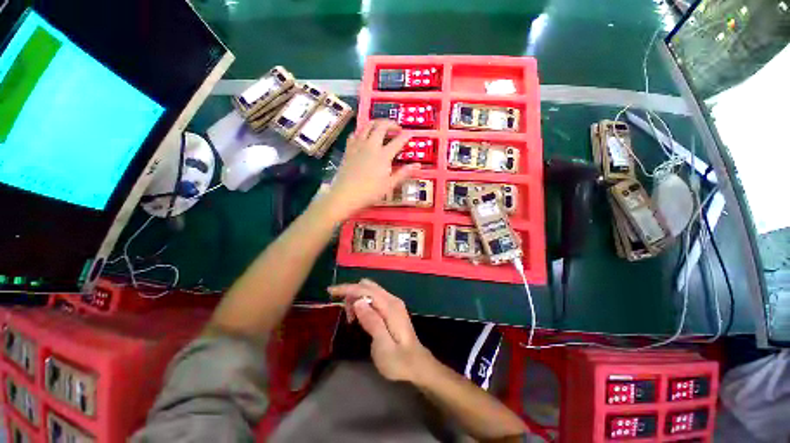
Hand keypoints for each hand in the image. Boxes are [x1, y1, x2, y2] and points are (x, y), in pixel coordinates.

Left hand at [325, 120, 419, 218]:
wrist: (346, 194)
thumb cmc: (370, 192)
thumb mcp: (390, 185)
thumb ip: (403, 173)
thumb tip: (417, 165)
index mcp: (383, 155)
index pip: (398, 141)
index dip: (406, 136)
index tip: (411, 134)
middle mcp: (371, 146)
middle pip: (381, 126)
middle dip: (391, 123)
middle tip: (396, 128)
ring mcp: (358, 146)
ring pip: (367, 126)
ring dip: (376, 123)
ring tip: (381, 127)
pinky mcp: (349, 149)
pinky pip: (355, 134)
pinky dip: (361, 131)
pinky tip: (363, 136)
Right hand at [328, 279, 434, 382]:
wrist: (417, 365)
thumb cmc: (399, 360)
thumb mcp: (383, 346)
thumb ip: (372, 322)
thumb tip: (358, 301)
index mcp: (391, 306)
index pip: (366, 290)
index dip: (348, 289)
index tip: (331, 291)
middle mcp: (392, 299)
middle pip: (368, 286)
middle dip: (352, 293)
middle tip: (346, 315)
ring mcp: (393, 302)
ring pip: (370, 290)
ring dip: (357, 298)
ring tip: (352, 318)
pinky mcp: (392, 308)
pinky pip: (373, 297)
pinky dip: (363, 302)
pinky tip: (360, 316)